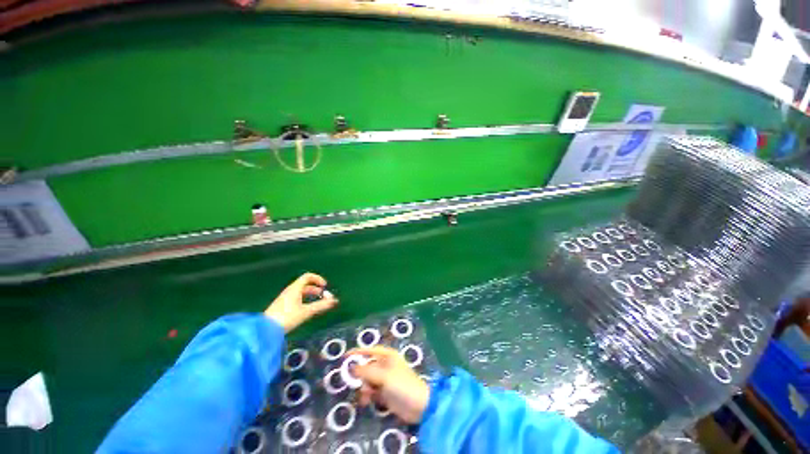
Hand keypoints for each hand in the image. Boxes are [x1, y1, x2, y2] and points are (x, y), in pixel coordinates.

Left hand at [264, 273, 337, 332]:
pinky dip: (305, 299)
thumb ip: (321, 305)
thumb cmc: (287, 317)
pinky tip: (307, 309)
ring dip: (311, 295)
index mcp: (295, 288)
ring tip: (318, 303)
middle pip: (305, 285)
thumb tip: (335, 301)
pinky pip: (297, 298)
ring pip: (301, 292)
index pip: (308, 276)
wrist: (265, 330)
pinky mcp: (282, 306)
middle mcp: (290, 291)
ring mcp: (285, 298)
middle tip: (324, 296)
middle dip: (317, 289)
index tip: (325, 286)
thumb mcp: (306, 311)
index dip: (318, 279)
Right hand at [349, 346, 430, 423]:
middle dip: (360, 375)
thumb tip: (351, 367)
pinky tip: (367, 401)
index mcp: (388, 356)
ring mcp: (385, 379)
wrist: (418, 406)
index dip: (358, 352)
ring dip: (364, 387)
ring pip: (368, 380)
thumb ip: (366, 371)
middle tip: (353, 382)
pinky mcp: (385, 393)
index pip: (370, 350)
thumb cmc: (402, 385)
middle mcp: (386, 365)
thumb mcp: (383, 376)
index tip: (344, 357)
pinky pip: (371, 391)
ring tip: (365, 396)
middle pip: (367, 366)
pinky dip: (368, 395)